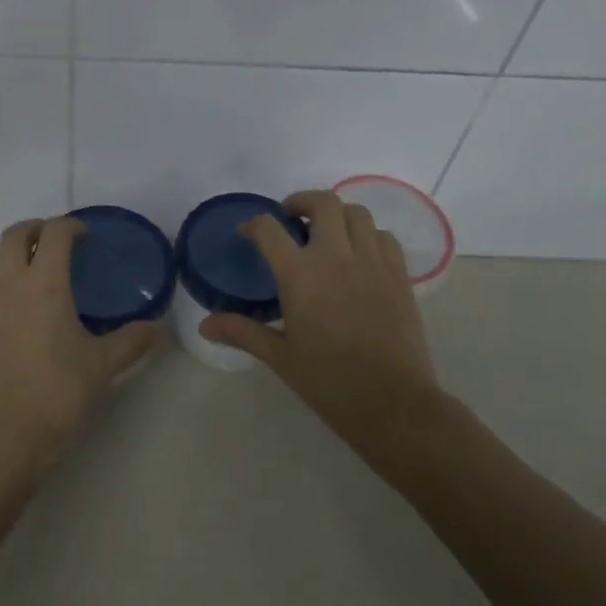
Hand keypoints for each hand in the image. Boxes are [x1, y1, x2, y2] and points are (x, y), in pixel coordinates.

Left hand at [0, 216, 156, 483]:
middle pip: (13, 236)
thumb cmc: (59, 395)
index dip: (70, 226)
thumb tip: (156, 328)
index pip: (54, 233)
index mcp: (46, 285)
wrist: (6, 439)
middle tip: (54, 243)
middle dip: (34, 230)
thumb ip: (131, 342)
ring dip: (5, 260)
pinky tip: (14, 316)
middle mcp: (11, 287)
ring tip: (26, 277)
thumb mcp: (103, 367)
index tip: (84, 236)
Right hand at [199, 190, 444, 448]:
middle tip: (291, 218)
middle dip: (302, 202)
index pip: (269, 229)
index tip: (247, 233)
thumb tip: (205, 325)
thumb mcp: (280, 357)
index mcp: (300, 274)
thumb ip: (243, 332)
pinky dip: (368, 235)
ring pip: (357, 213)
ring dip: (337, 215)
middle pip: (322, 203)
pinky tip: (360, 255)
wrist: (392, 403)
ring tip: (327, 233)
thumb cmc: (329, 381)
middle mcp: (336, 256)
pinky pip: (384, 237)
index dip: (253, 225)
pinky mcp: (399, 275)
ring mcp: (372, 262)